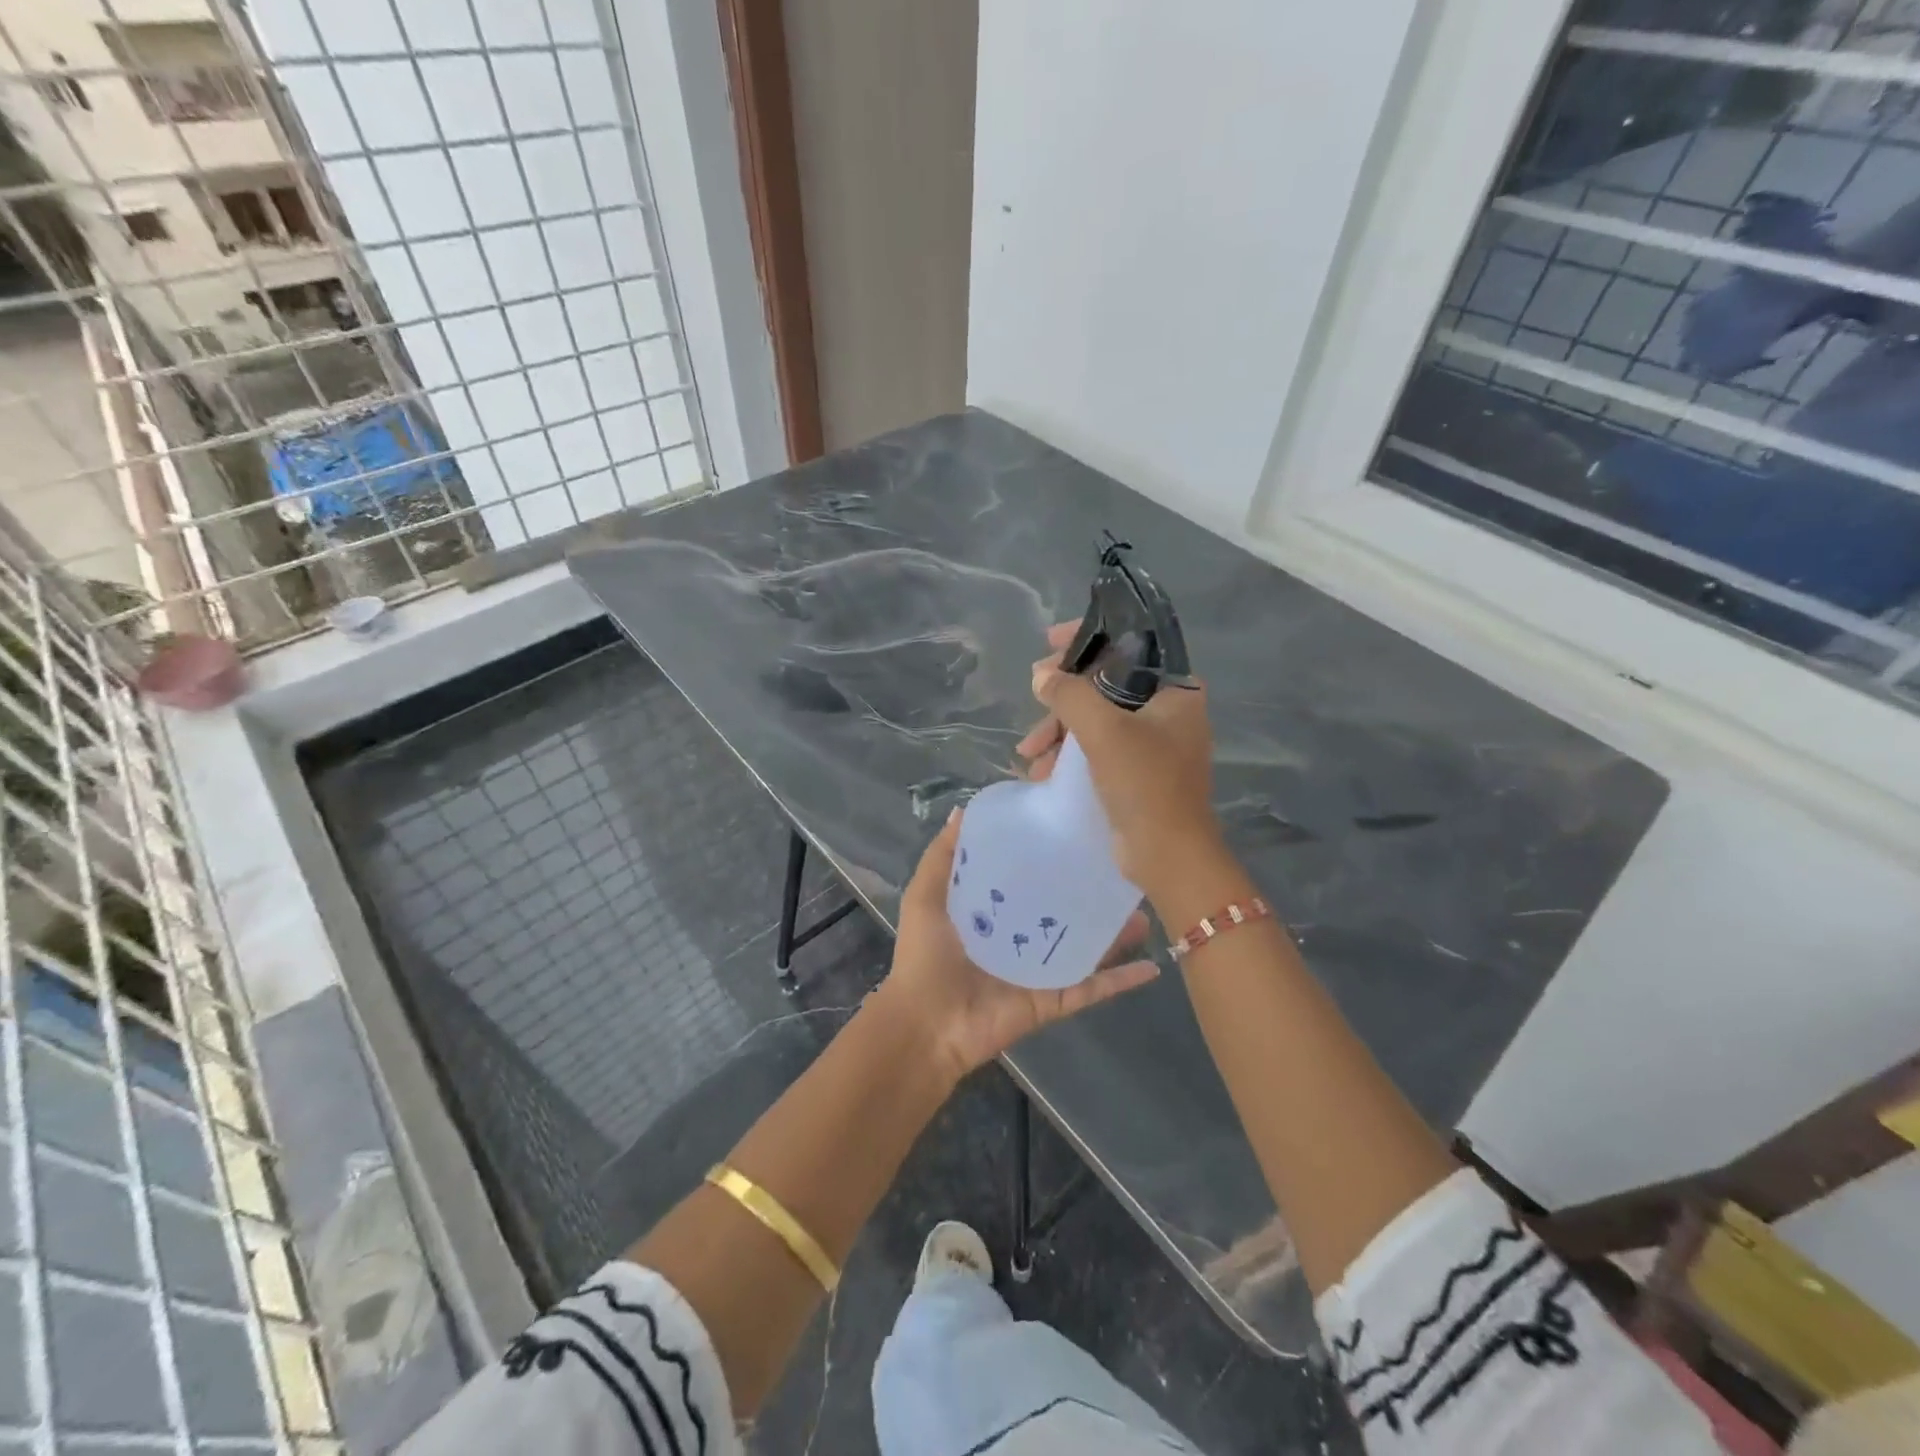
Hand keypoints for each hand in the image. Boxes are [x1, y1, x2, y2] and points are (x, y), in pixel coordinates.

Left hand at [877, 808, 1157, 1080]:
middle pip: (1064, 911)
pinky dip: (1121, 981)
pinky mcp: (1054, 1000)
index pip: (1028, 878)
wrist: (926, 1025)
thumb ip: (943, 856)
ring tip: (1144, 909)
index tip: (1077, 832)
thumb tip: (964, 809)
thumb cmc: (924, 957)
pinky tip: (1153, 965)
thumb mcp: (925, 896)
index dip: (1050, 857)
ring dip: (1116, 933)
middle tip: (1122, 869)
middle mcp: (1020, 937)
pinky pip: (1092, 989)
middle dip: (1090, 893)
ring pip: (1087, 947)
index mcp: (993, 911)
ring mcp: (1041, 971)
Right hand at [1016, 619, 1223, 896]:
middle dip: (1063, 697)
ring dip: (1059, 732)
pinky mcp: (1137, 773)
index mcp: (1175, 691)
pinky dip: (1070, 755)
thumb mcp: (1103, 730)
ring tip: (1028, 753)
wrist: (1168, 855)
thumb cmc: (1144, 782)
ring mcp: (1153, 744)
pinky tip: (1041, 771)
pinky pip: (1097, 749)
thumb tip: (1041, 676)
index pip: (1129, 646)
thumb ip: (1069, 694)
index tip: (1049, 641)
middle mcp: (1168, 711)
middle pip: (1106, 684)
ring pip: (1097, 719)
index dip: (1087, 639)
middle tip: (1034, 697)